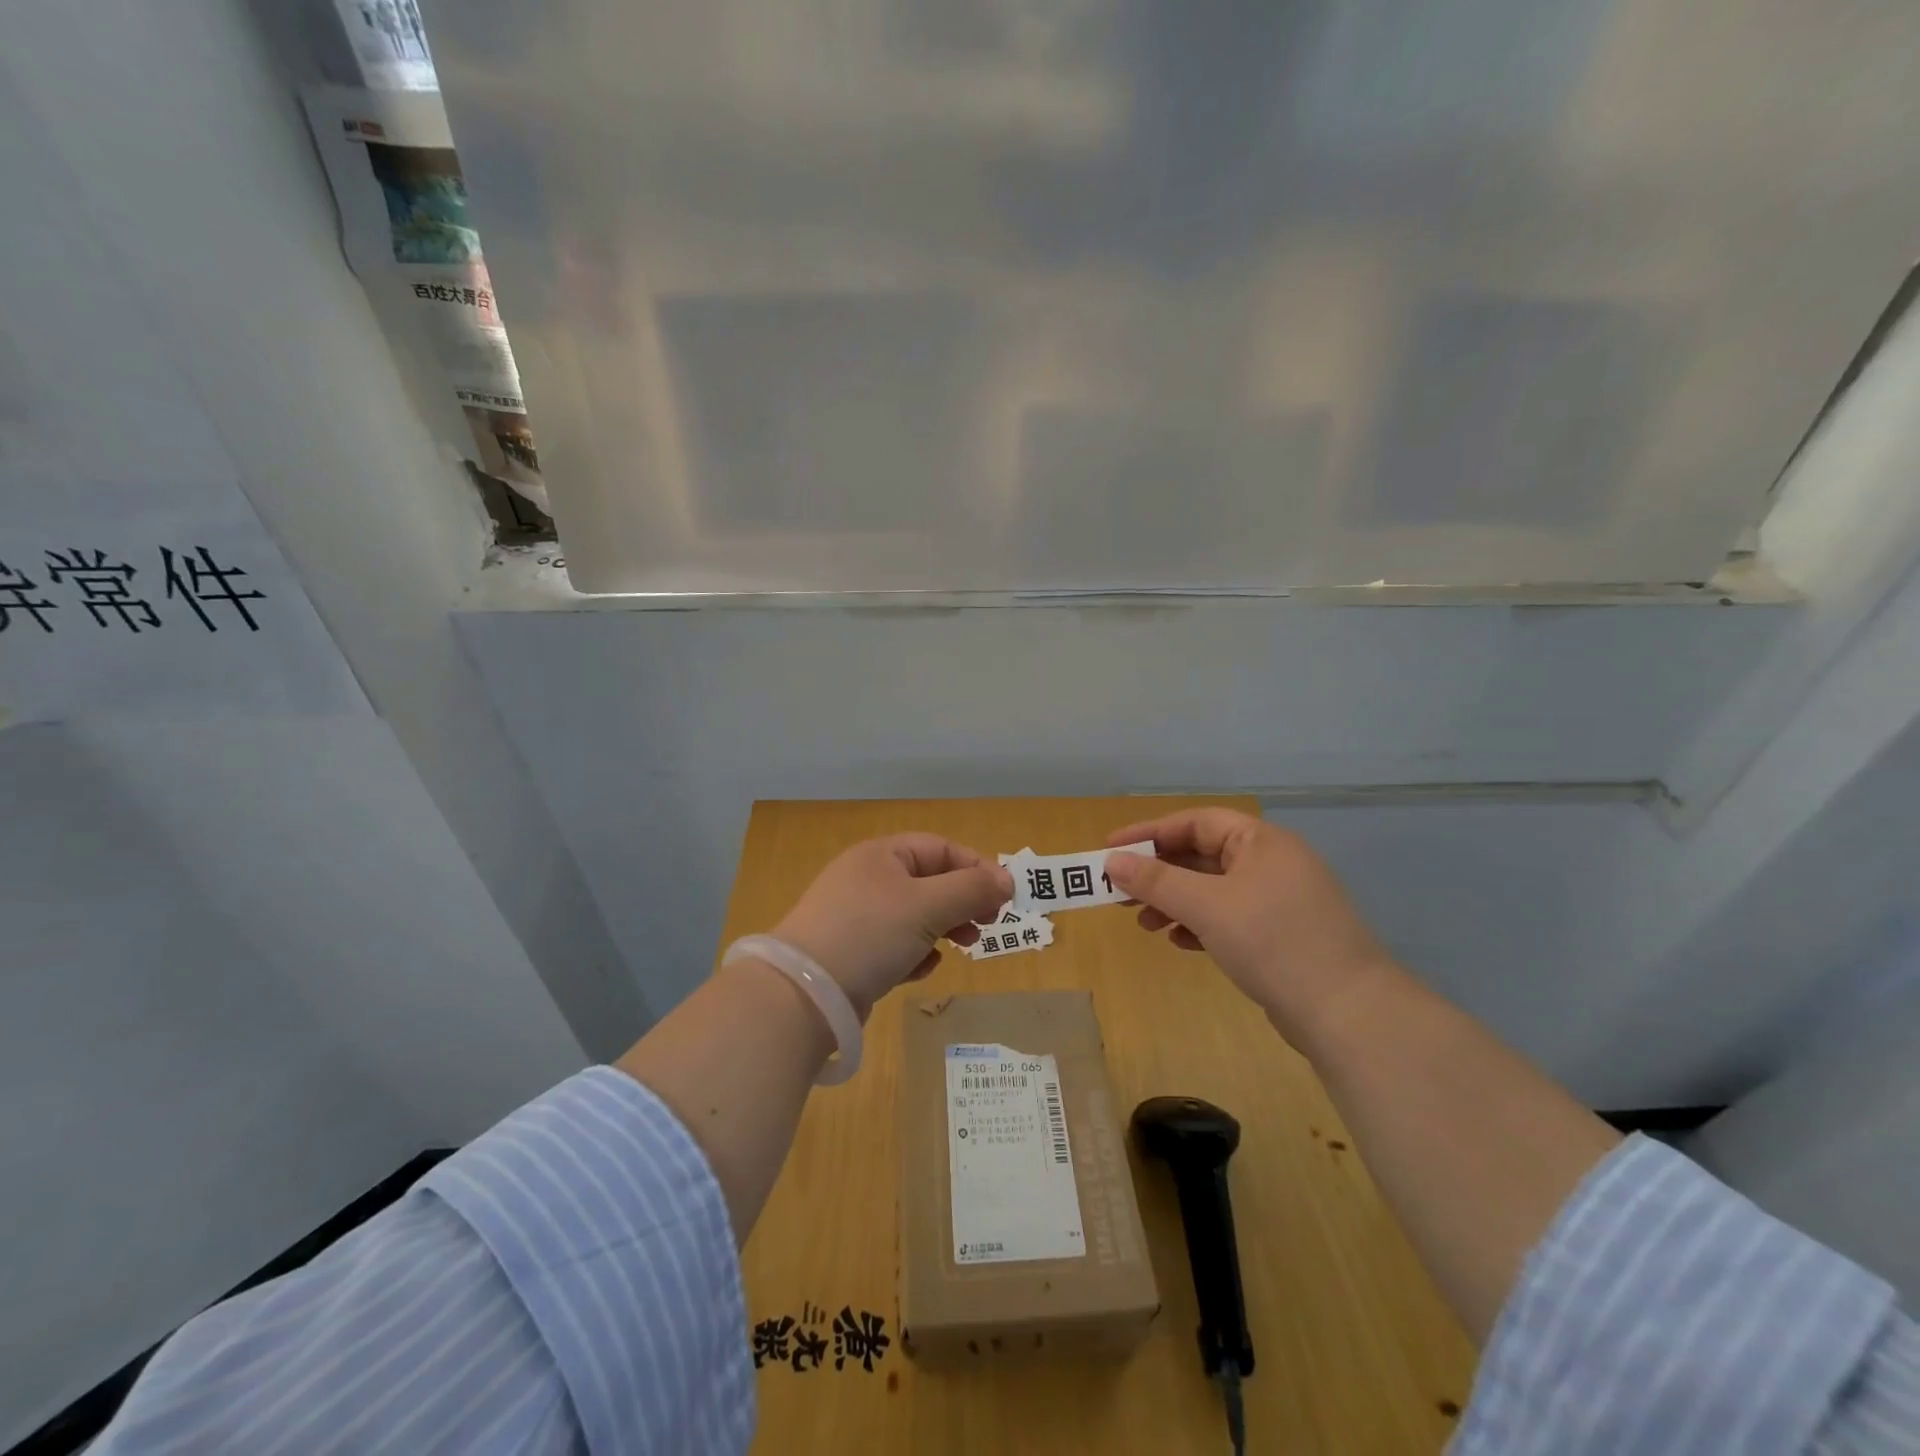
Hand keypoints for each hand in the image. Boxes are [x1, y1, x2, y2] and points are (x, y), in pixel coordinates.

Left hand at [772, 834, 1013, 1018]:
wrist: (804, 994)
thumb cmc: (870, 934)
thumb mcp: (928, 906)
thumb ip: (972, 890)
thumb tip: (1007, 881)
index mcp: (881, 854)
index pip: (941, 848)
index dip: (976, 868)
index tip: (1005, 898)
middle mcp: (867, 878)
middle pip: (930, 881)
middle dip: (962, 902)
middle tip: (988, 925)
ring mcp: (856, 916)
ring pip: (915, 915)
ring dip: (943, 929)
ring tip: (961, 948)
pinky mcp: (850, 952)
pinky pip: (894, 944)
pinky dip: (914, 953)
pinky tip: (919, 969)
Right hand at [1104, 809, 1392, 1042]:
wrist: (1349, 1014)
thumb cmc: (1273, 942)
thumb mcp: (1207, 906)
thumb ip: (1156, 881)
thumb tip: (1112, 862)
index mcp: (1261, 841)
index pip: (1195, 822)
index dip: (1149, 833)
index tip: (1110, 849)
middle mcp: (1271, 863)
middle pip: (1201, 855)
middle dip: (1158, 873)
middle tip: (1119, 892)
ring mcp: (1278, 901)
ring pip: (1212, 889)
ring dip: (1174, 902)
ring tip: (1145, 924)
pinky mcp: (1280, 936)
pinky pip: (1227, 917)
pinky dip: (1199, 925)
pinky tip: (1180, 943)